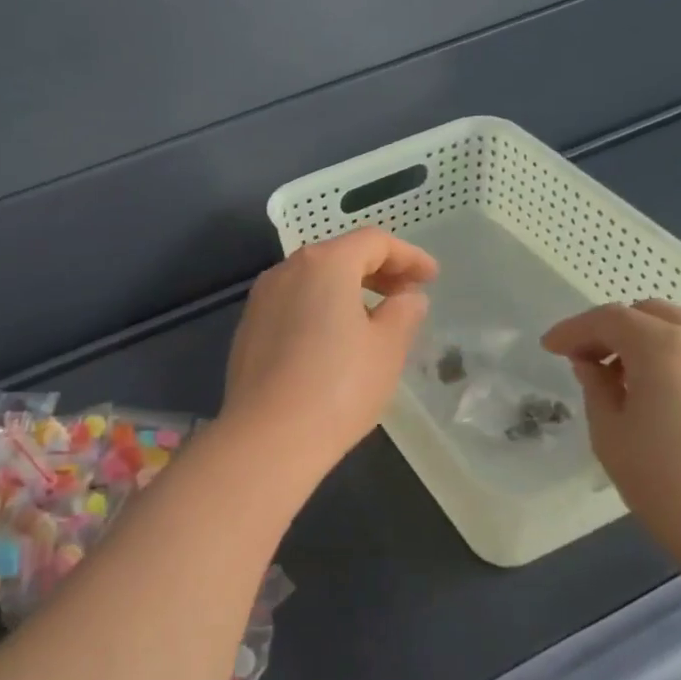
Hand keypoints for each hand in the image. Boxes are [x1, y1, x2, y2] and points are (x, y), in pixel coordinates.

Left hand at [222, 229, 437, 473]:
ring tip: (375, 317)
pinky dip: (320, 308)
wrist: (268, 437)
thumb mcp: (388, 348)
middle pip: (339, 255)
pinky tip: (335, 339)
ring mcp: (261, 299)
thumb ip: (404, 312)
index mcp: (325, 264)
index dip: (409, 256)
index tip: (432, 278)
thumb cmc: (339, 387)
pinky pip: (293, 304)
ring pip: (313, 280)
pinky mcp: (249, 329)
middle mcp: (287, 270)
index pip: (374, 242)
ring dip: (348, 289)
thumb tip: (407, 297)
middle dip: (378, 270)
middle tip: (407, 294)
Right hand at [542, 300, 680, 555]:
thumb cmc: (668, 488)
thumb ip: (596, 388)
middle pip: (655, 314)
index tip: (552, 348)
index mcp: (665, 349)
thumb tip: (594, 365)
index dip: (575, 329)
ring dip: (661, 346)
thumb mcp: (610, 437)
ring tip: (647, 386)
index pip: (610, 318)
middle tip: (598, 364)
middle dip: (618, 331)